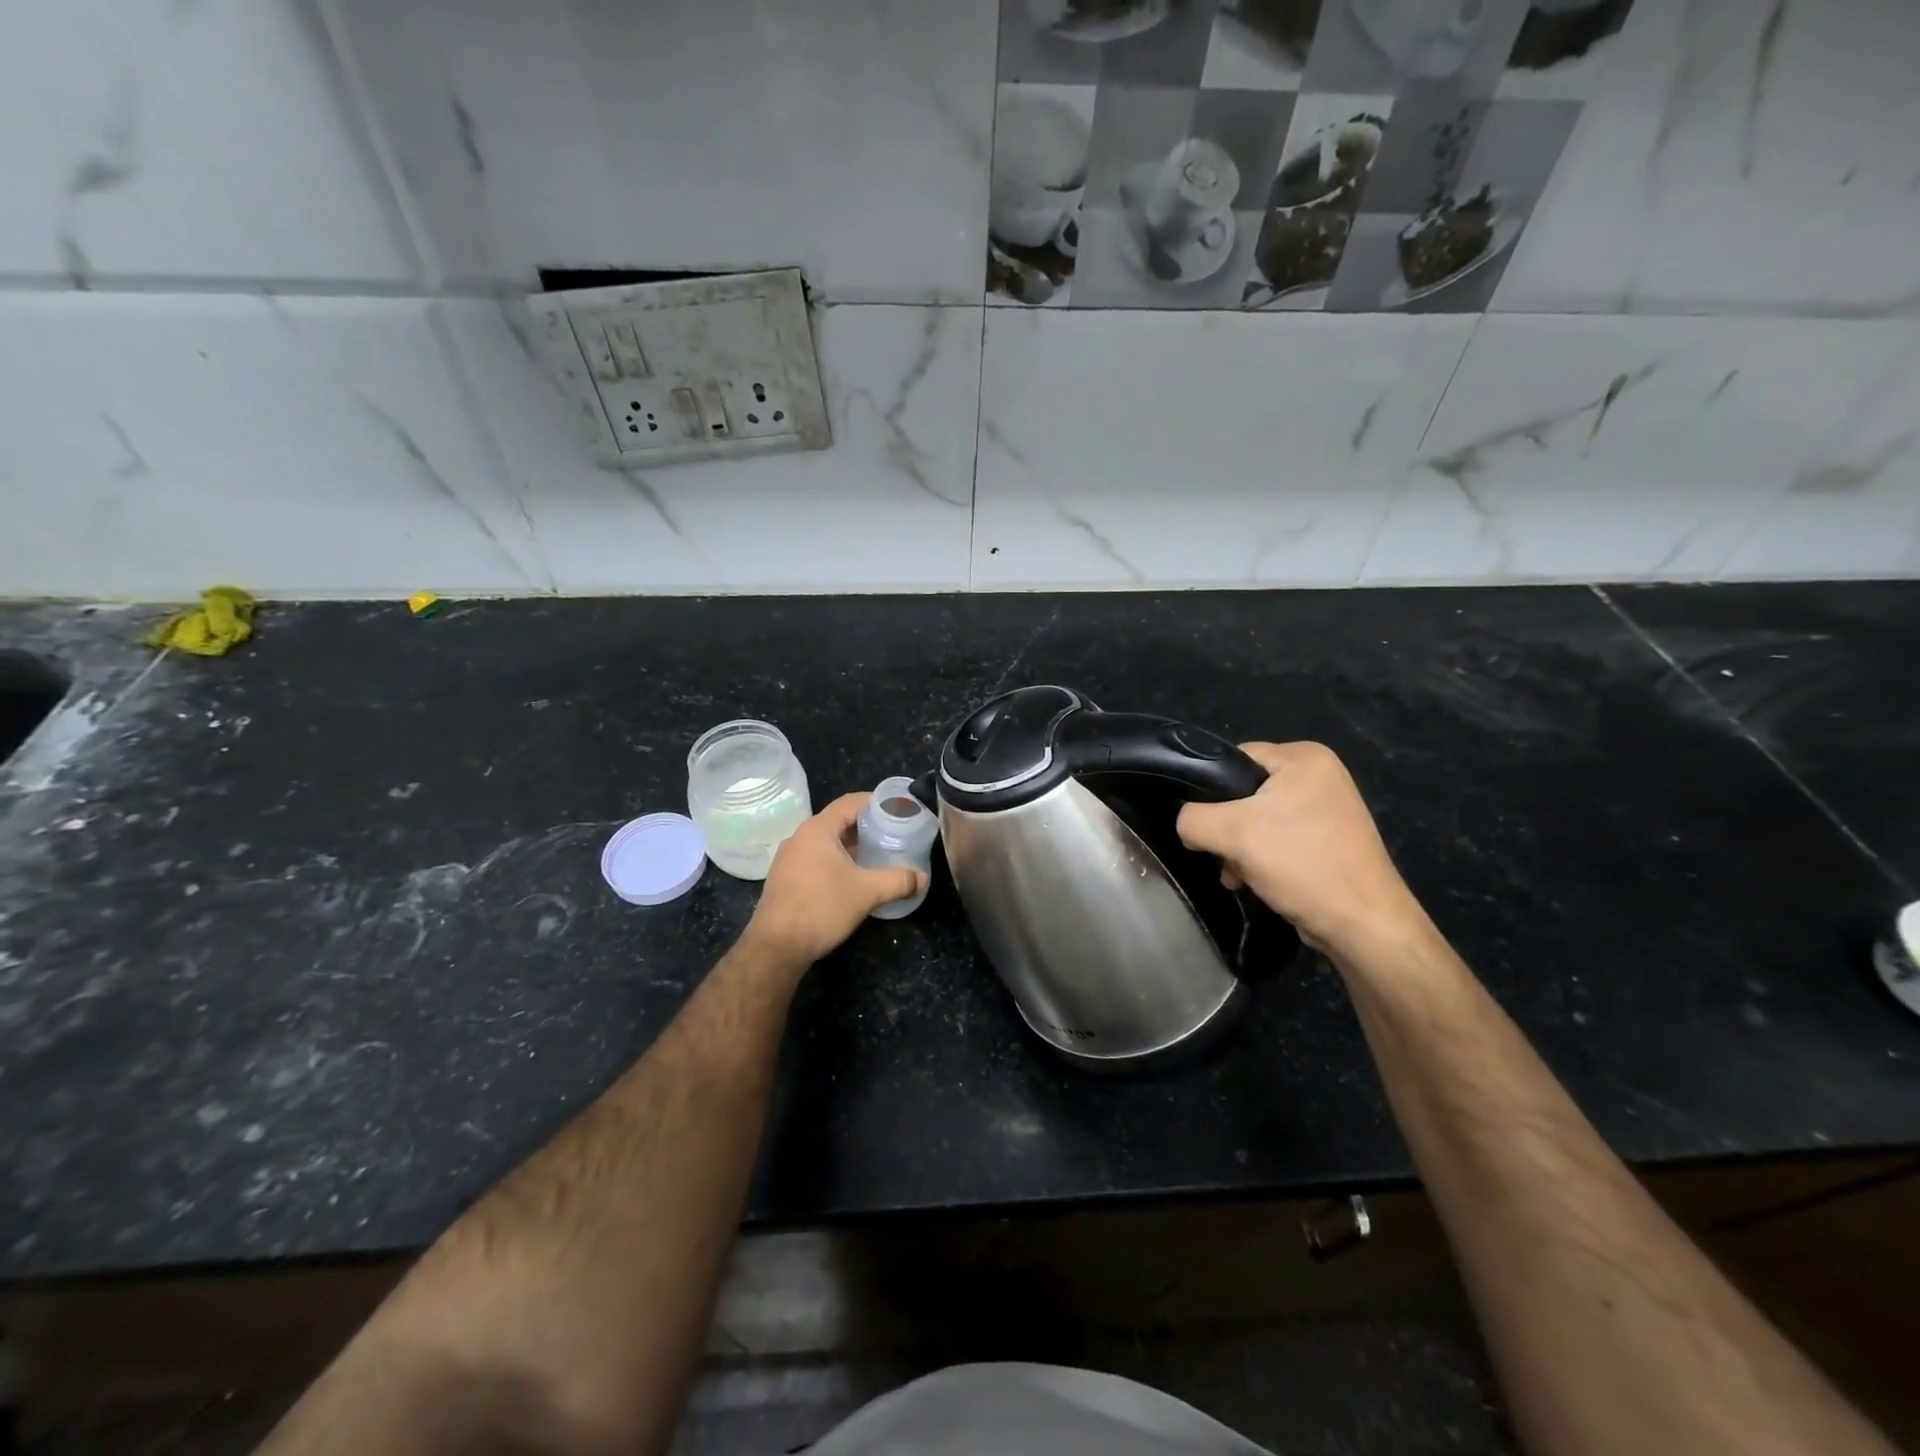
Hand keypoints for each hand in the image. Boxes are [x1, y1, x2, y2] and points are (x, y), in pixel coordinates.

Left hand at [743, 793, 924, 965]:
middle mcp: (800, 837)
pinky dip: (837, 860)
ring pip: (827, 841)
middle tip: (894, 835)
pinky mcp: (785, 877)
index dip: (877, 802)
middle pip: (839, 821)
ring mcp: (789, 858)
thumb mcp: (867, 893)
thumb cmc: (822, 908)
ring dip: (852, 846)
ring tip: (878, 856)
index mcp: (818, 829)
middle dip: (867, 827)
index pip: (851, 802)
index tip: (899, 809)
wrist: (776, 947)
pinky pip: (816, 858)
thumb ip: (898, 881)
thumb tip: (922, 878)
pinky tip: (852, 878)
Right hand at [1176, 742, 1422, 954]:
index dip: (1210, 790)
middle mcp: (1318, 776)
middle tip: (1224, 855)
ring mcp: (1325, 810)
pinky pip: (1275, 839)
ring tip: (1238, 875)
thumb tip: (1187, 825)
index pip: (1234, 758)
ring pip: (1255, 820)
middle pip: (1242, 793)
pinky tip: (1254, 882)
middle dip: (1226, 828)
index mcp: (1304, 757)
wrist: (1363, 925)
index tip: (1203, 823)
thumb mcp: (1232, 833)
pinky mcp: (1325, 841)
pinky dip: (1259, 860)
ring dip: (1239, 849)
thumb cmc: (1301, 864)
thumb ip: (1192, 819)